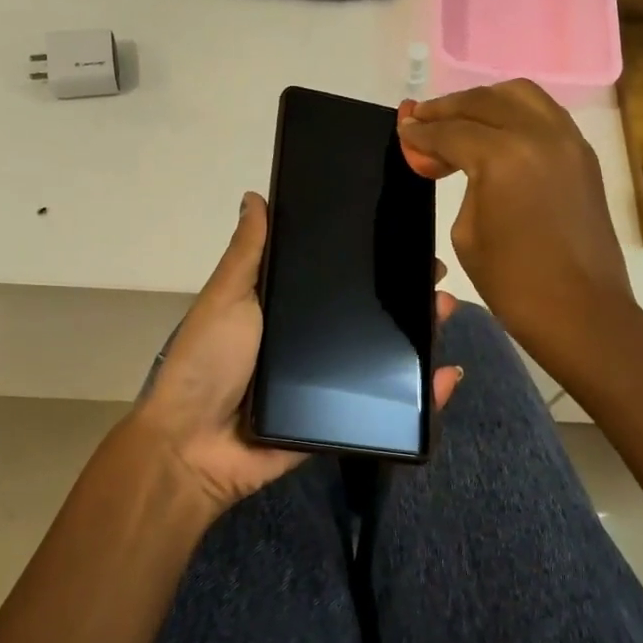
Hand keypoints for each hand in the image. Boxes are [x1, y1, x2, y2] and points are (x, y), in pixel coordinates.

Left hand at [132, 192, 462, 515]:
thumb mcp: (227, 298)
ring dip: (420, 338)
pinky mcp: (340, 422)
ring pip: (384, 358)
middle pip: (368, 317)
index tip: (406, 240)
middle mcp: (311, 343)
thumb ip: (248, 253)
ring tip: (444, 314)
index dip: (371, 262)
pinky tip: (448, 376)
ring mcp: (327, 384)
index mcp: (286, 311)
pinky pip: (386, 408)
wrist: (195, 446)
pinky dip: (422, 397)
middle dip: (405, 297)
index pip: (337, 280)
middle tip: (436, 280)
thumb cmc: (208, 361)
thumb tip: (255, 196)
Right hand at [398, 81, 635, 375]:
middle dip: (447, 109)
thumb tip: (444, 158)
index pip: (451, 131)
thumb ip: (457, 183)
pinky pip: (544, 114)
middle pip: (483, 101)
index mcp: (503, 157)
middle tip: (421, 120)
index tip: (402, 130)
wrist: (581, 311)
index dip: (420, 132)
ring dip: (483, 102)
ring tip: (458, 119)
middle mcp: (539, 134)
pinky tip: (495, 132)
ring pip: (520, 96)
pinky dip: (514, 113)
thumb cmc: (513, 283)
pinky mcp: (583, 154)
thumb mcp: (466, 233)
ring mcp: (568, 140)